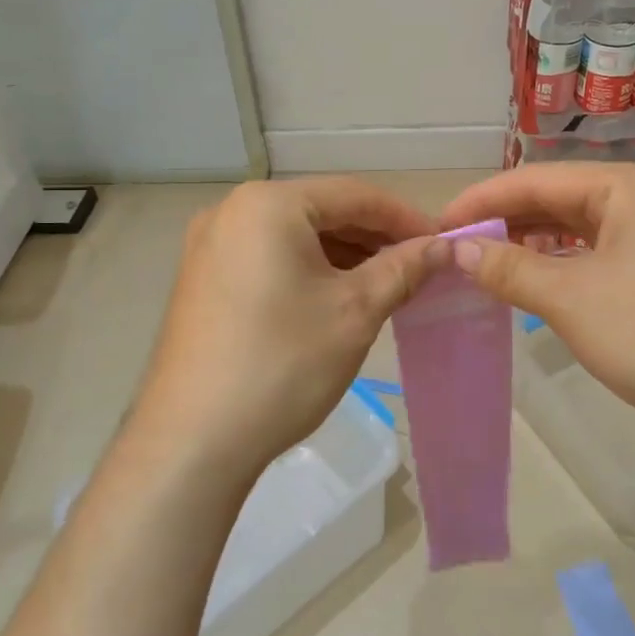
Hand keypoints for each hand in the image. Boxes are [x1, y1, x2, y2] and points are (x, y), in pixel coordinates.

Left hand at [131, 178, 446, 479]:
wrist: (192, 440)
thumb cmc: (282, 364)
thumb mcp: (355, 312)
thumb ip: (402, 269)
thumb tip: (441, 248)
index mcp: (268, 204)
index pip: (354, 195)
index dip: (404, 217)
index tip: (442, 244)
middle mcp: (231, 210)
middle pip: (320, 211)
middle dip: (372, 237)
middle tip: (416, 268)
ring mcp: (209, 246)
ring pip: (293, 236)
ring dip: (341, 255)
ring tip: (383, 285)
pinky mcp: (201, 279)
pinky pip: (267, 258)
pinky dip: (306, 270)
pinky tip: (334, 298)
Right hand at [439, 162, 634, 459]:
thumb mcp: (569, 297)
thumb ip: (509, 268)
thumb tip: (458, 250)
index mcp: (625, 186)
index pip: (535, 178)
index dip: (482, 200)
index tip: (439, 226)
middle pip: (556, 200)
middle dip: (505, 221)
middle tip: (457, 248)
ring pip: (576, 230)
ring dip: (530, 245)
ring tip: (485, 264)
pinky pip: (596, 257)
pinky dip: (560, 267)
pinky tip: (534, 284)